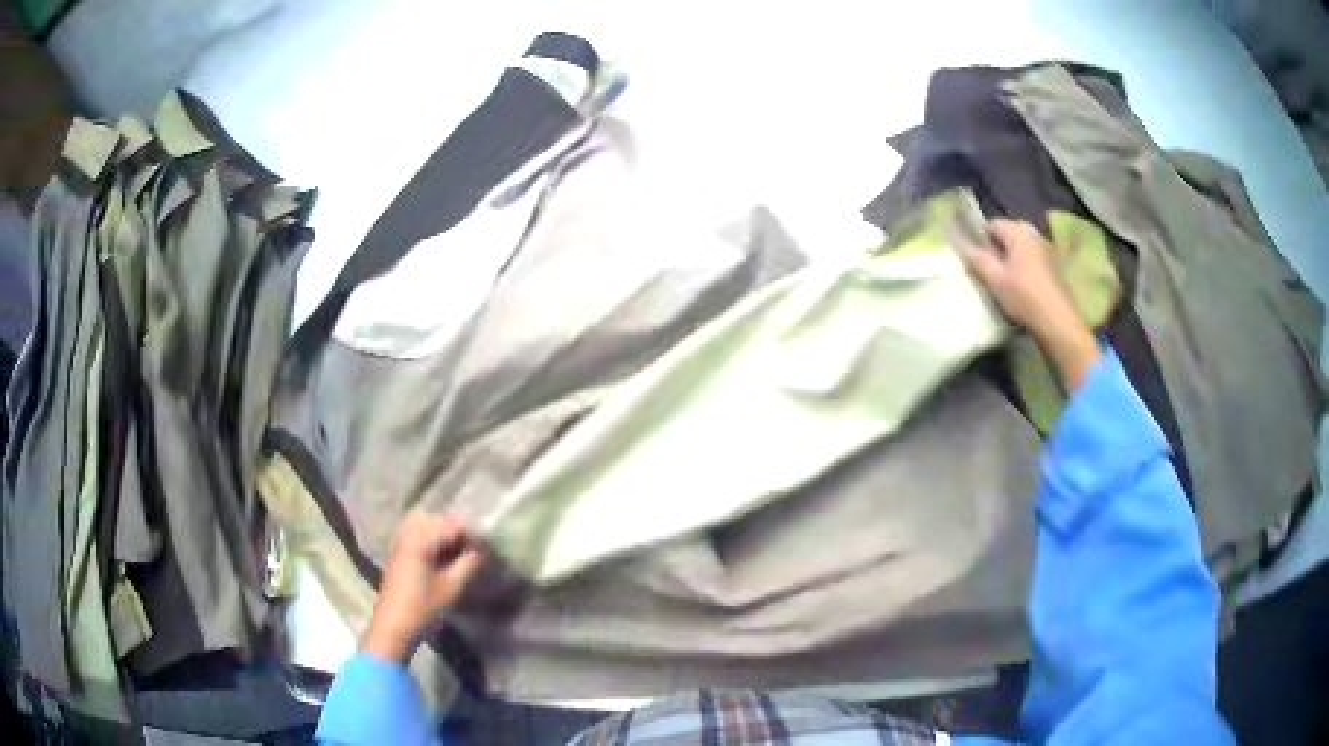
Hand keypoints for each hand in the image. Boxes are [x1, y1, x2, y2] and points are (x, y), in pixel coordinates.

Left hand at [363, 512, 485, 662]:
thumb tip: (484, 548)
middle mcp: (408, 533)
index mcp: (420, 539)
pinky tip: (445, 554)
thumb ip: (470, 563)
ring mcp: (401, 540)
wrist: (394, 626)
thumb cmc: (423, 607)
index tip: (490, 545)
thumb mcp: (452, 587)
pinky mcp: (399, 551)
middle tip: (477, 546)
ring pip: (426, 522)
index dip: (473, 533)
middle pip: (438, 518)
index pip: (453, 524)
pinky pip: (418, 532)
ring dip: (445, 531)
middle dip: (459, 528)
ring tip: (461, 549)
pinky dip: (433, 536)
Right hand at [958, 218, 1100, 391]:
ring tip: (1004, 282)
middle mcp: (1034, 234)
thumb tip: (961, 243)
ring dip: (1010, 260)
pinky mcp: (1054, 267)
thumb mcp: (995, 280)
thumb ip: (977, 259)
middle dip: (996, 250)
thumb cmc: (1024, 298)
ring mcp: (1047, 250)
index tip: (975, 260)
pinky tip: (1021, 288)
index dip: (980, 240)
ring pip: (1020, 249)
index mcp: (1018, 231)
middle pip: (1007, 235)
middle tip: (988, 272)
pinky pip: (1031, 260)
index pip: (991, 225)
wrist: (1059, 323)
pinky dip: (1023, 268)